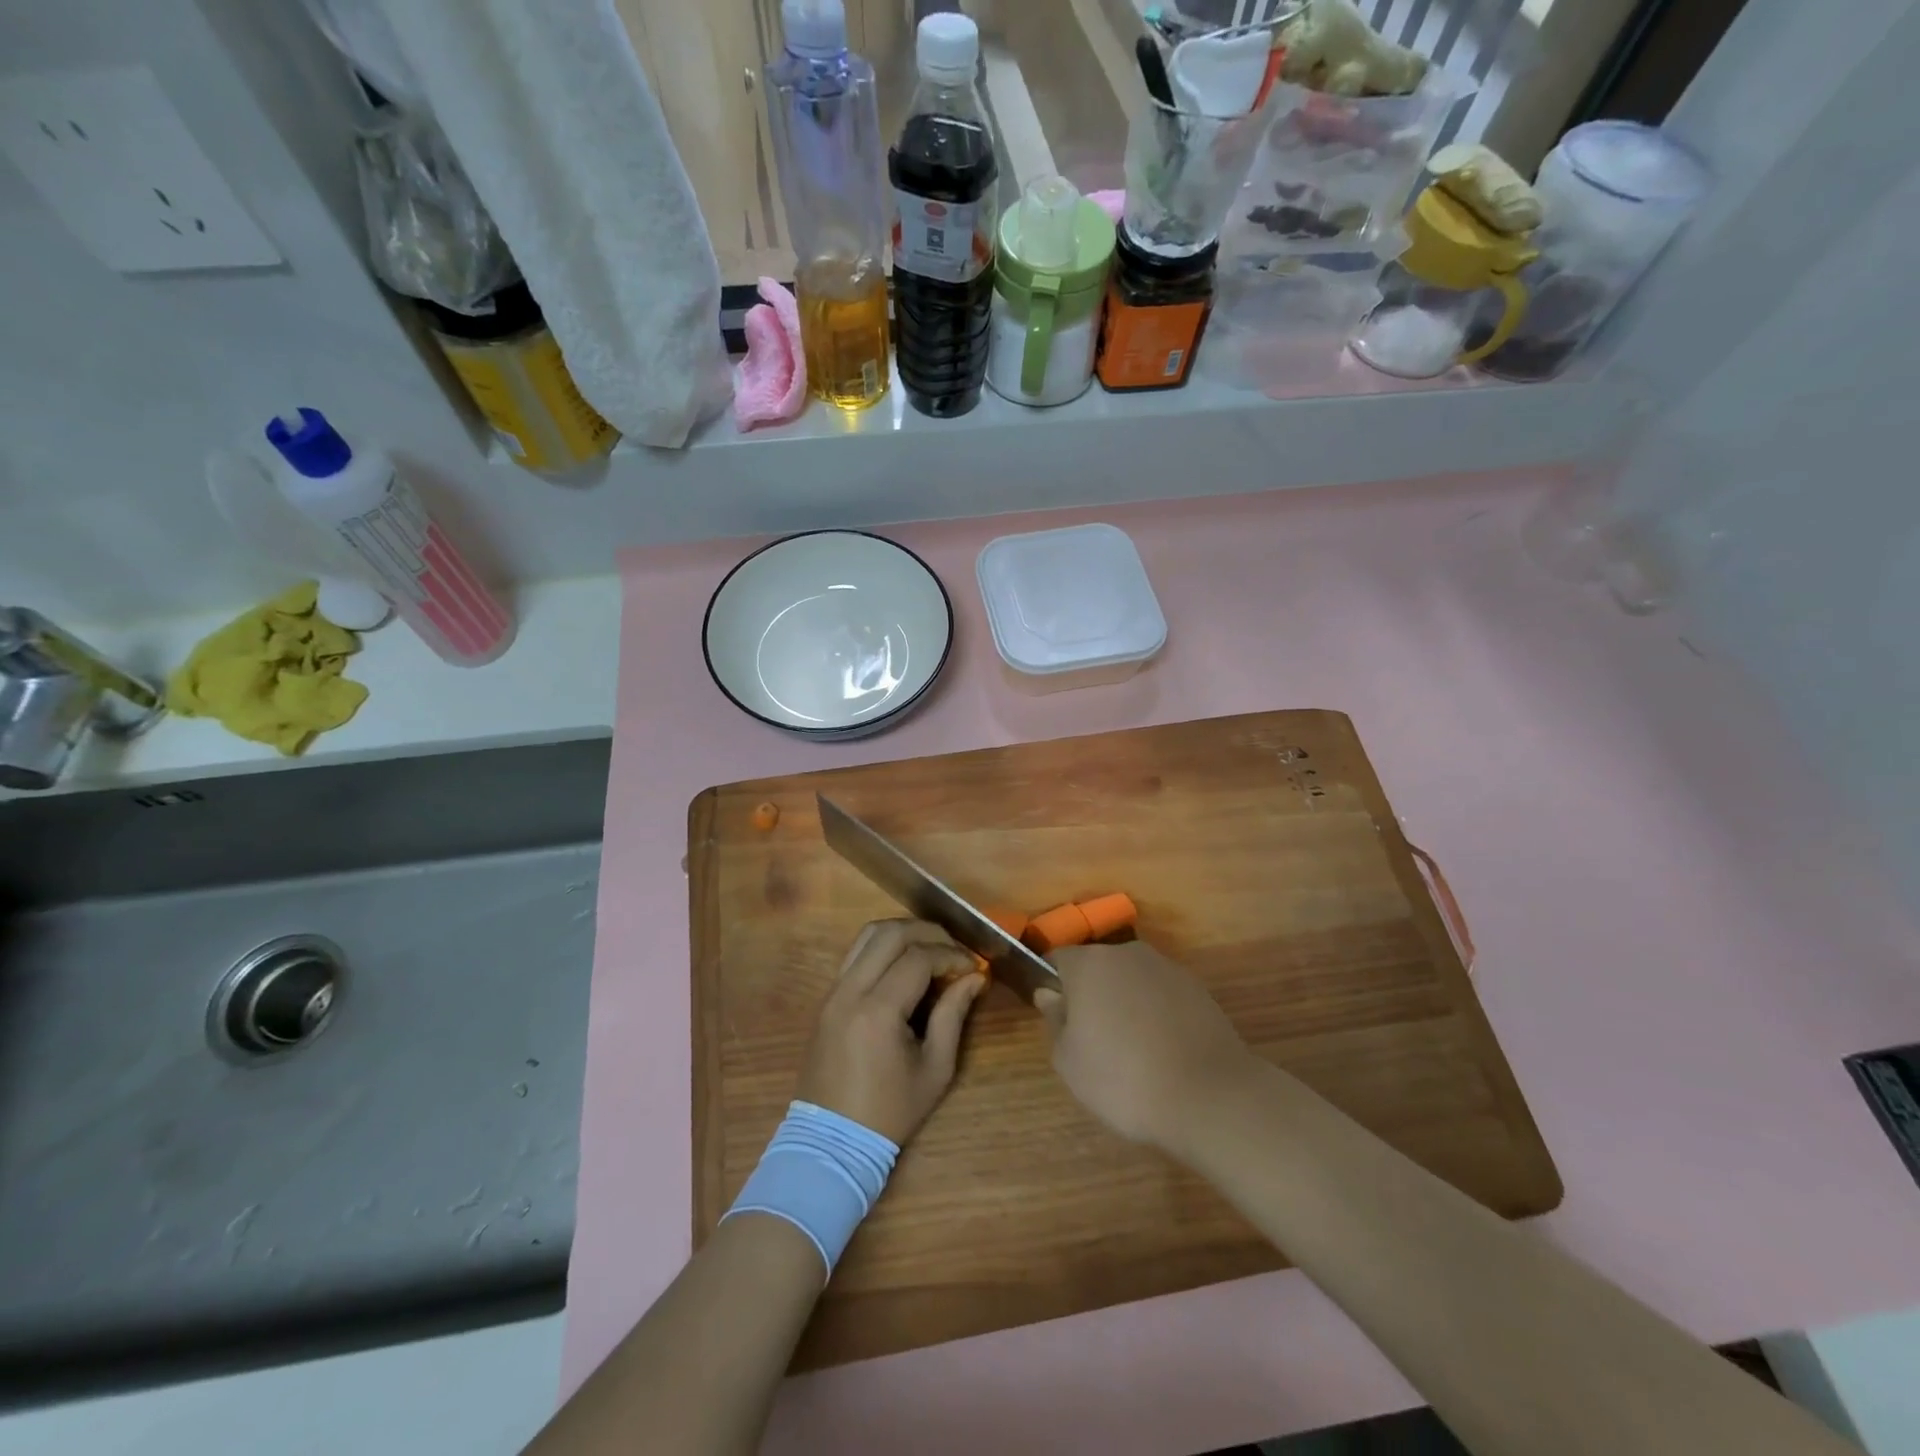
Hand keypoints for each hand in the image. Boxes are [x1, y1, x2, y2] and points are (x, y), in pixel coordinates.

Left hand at [796, 919, 985, 1145]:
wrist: (832, 1141)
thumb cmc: (890, 1112)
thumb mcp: (935, 1070)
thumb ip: (954, 1015)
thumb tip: (975, 977)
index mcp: (878, 1011)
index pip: (919, 958)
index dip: (951, 955)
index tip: (973, 967)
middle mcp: (850, 990)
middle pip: (890, 933)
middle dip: (928, 933)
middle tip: (955, 950)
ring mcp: (833, 991)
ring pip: (867, 935)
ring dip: (903, 933)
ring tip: (932, 949)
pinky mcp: (826, 998)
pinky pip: (855, 954)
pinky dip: (883, 947)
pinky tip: (905, 964)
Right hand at [1034, 940, 1258, 1153]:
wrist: (1209, 1096)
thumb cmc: (1123, 1078)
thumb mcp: (1069, 1061)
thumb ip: (1055, 1020)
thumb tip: (1050, 994)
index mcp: (1089, 963)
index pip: (1058, 960)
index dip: (1053, 985)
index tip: (1057, 1018)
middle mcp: (1127, 953)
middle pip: (1097, 967)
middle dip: (1091, 994)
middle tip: (1092, 1039)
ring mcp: (1167, 968)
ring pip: (1132, 979)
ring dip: (1126, 1002)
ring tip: (1133, 1050)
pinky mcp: (1198, 988)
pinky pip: (1162, 995)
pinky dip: (1156, 1014)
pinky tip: (1163, 1051)